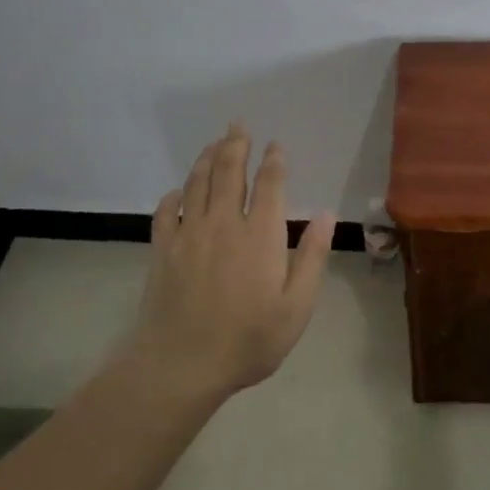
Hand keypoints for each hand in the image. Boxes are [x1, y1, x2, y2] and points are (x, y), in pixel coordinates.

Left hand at [134, 123, 335, 396]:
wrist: (180, 364)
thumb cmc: (248, 340)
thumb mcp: (296, 307)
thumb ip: (312, 257)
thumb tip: (326, 215)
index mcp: (260, 234)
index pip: (269, 183)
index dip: (273, 160)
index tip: (275, 145)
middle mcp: (224, 223)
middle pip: (229, 171)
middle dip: (236, 144)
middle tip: (238, 124)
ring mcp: (189, 234)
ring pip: (197, 183)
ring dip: (206, 159)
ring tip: (213, 143)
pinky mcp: (162, 250)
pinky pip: (166, 212)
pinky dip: (172, 196)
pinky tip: (176, 191)